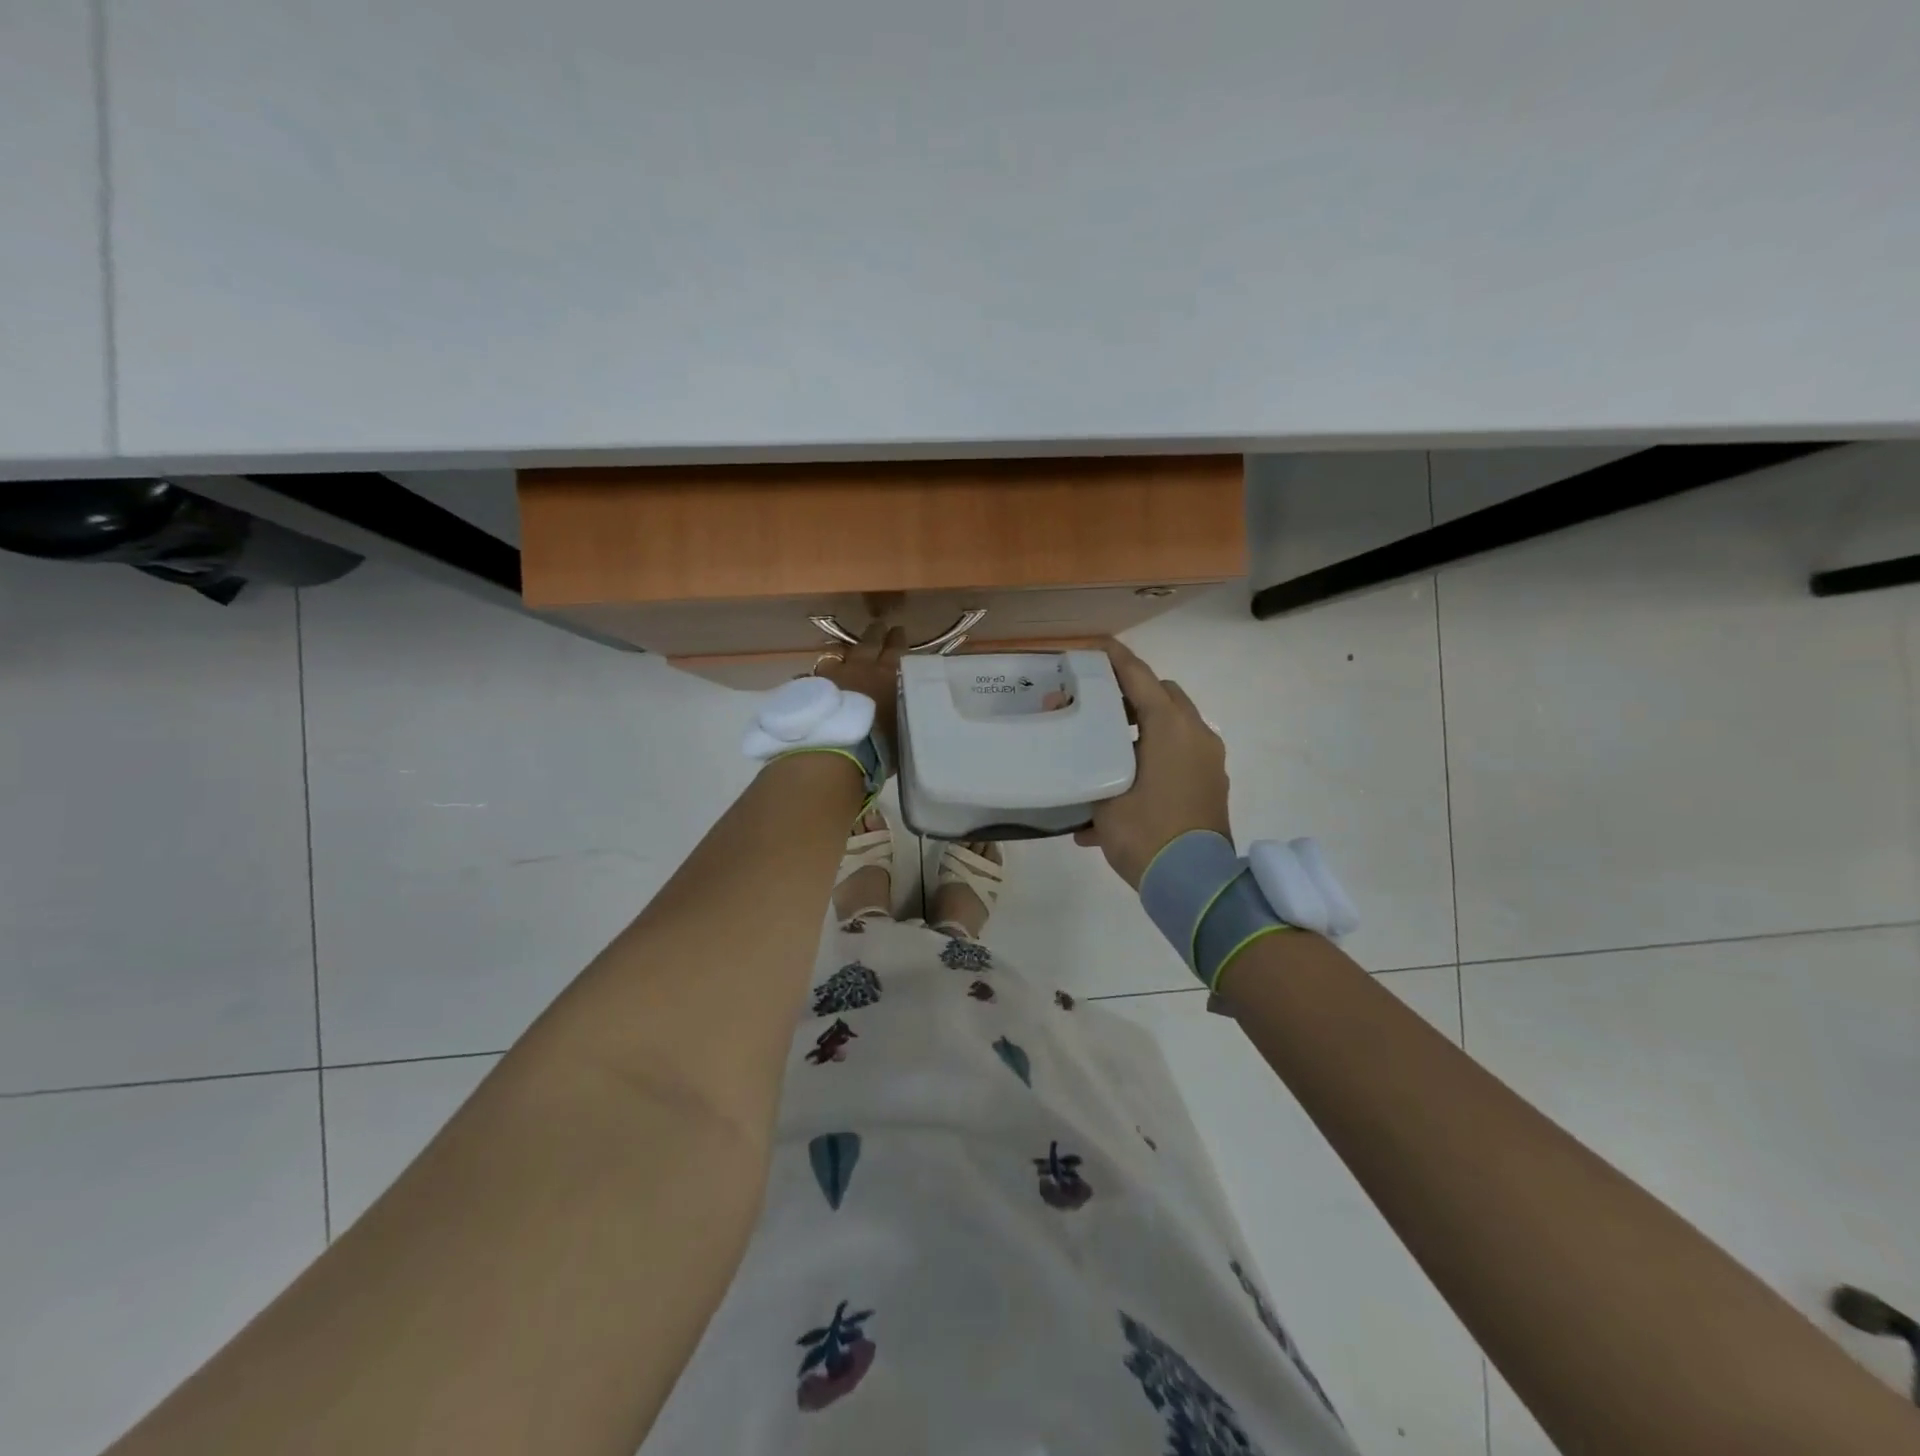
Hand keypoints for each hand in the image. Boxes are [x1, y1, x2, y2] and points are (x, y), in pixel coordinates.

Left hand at [815, 623, 906, 754]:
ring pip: (836, 656)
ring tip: (843, 655)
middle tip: (878, 626)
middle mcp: (860, 669)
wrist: (837, 749)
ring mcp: (831, 676)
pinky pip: (811, 678)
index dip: (897, 639)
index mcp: (887, 676)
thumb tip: (899, 706)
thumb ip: (899, 712)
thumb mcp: (901, 727)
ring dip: (842, 655)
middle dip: (874, 634)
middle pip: (867, 644)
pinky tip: (810, 683)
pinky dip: (814, 680)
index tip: (898, 629)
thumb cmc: (879, 744)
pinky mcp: (808, 689)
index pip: (896, 650)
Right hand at [1075, 640, 1231, 888]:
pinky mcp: (1211, 785)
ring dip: (1143, 729)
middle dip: (1132, 695)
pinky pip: (1180, 757)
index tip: (1092, 646)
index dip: (1113, 657)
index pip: (1139, 675)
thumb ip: (1083, 756)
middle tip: (1098, 707)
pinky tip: (1122, 792)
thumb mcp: (1103, 796)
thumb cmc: (1145, 833)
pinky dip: (1154, 759)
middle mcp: (1196, 735)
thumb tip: (1064, 730)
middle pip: (1163, 695)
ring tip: (1106, 751)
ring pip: (1174, 727)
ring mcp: (1208, 761)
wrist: (1194, 885)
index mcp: (1170, 727)